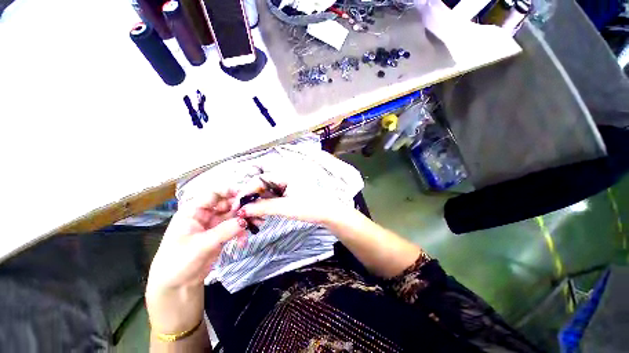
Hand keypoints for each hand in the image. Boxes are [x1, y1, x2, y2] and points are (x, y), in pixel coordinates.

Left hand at [146, 187, 246, 332]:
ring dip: (245, 219)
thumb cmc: (178, 261)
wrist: (177, 286)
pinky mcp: (221, 234)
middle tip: (257, 211)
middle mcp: (205, 214)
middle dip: (242, 206)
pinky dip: (242, 232)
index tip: (246, 194)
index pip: (213, 193)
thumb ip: (224, 231)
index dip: (229, 191)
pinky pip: (235, 228)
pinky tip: (244, 240)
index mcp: (194, 211)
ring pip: (233, 215)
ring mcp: (214, 224)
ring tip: (258, 223)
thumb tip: (245, 220)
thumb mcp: (200, 245)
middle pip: (227, 203)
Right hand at [233, 172, 350, 225]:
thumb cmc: (310, 208)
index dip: (246, 192)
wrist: (328, 214)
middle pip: (261, 186)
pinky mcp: (288, 193)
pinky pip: (272, 197)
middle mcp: (284, 177)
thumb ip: (263, 207)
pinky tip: (262, 214)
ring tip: (253, 216)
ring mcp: (286, 185)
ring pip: (266, 192)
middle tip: (243, 213)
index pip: (259, 180)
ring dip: (258, 204)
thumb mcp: (285, 208)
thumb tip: (243, 210)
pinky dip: (266, 205)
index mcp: (284, 175)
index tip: (237, 206)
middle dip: (251, 199)